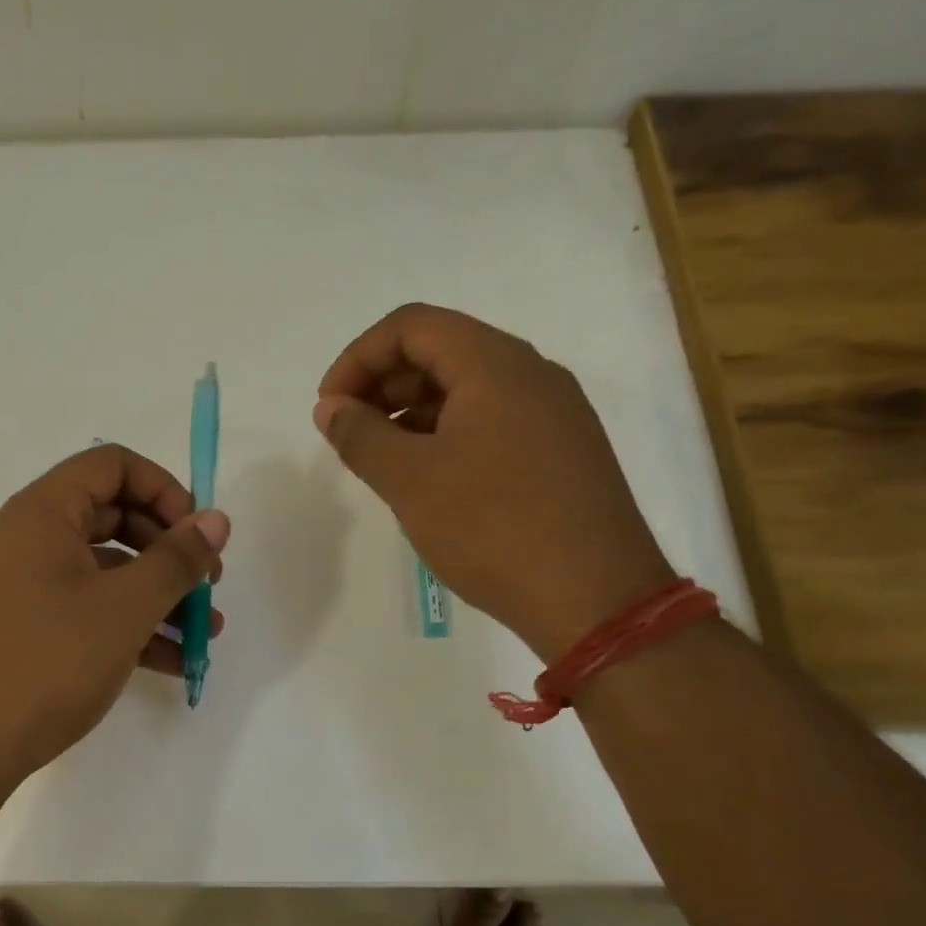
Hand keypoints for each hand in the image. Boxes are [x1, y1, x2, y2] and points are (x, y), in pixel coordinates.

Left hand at [0, 444, 228, 787]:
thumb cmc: (47, 663)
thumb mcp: (125, 608)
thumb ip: (177, 560)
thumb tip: (217, 519)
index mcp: (42, 513)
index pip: (112, 465)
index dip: (165, 489)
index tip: (199, 534)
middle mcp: (27, 539)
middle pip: (112, 517)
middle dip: (169, 549)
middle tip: (208, 585)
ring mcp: (23, 586)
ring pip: (104, 571)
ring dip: (157, 595)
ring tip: (204, 633)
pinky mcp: (24, 629)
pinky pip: (86, 609)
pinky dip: (128, 626)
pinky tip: (171, 661)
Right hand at [315, 303, 672, 659]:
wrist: (595, 598)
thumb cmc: (493, 528)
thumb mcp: (410, 480)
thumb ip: (360, 435)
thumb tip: (330, 408)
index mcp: (496, 365)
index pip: (411, 326)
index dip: (358, 358)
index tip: (330, 408)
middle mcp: (531, 375)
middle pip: (440, 351)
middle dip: (381, 385)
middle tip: (348, 435)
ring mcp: (553, 414)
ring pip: (466, 390)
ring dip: (411, 413)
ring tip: (379, 461)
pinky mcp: (560, 452)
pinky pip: (491, 422)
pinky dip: (446, 436)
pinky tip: (425, 479)